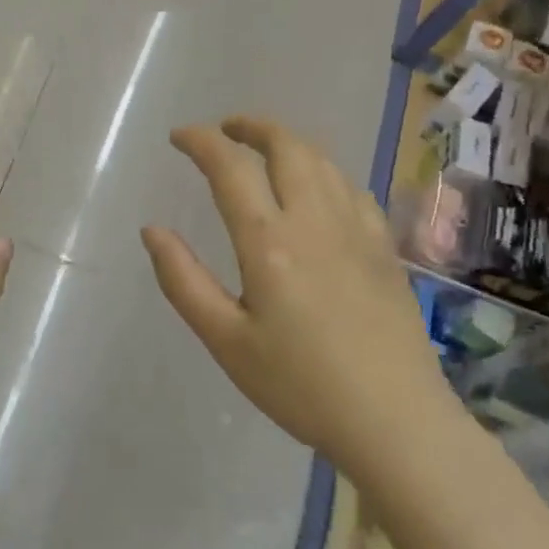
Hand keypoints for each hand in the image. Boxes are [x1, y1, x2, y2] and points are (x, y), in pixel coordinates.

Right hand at [142, 117, 466, 489]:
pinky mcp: (385, 249)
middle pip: (287, 147)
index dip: (201, 142)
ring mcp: (357, 231)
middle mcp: (315, 221)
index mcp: (269, 242)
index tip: (179, 137)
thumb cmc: (300, 385)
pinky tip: (318, 187)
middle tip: (225, 129)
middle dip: (252, 127)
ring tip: (264, 148)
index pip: (230, 169)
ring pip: (323, 161)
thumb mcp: (225, 340)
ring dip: (288, 142)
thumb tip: (152, 229)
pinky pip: (352, 188)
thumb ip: (182, 280)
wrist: (396, 422)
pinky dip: (324, 170)